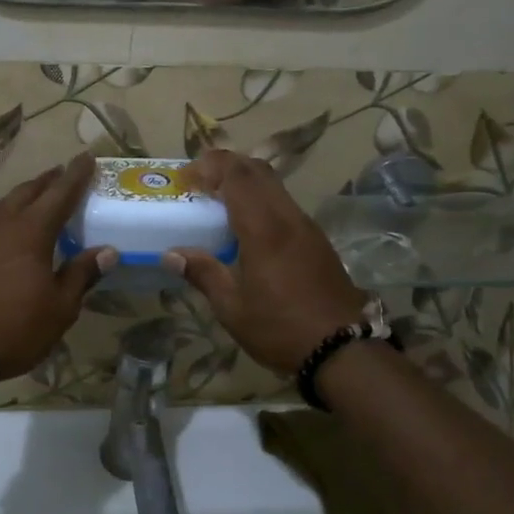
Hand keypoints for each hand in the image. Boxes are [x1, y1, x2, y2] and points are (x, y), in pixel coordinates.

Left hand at [0, 154, 114, 379]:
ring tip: (33, 202)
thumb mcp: (59, 308)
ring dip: (21, 199)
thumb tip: (107, 251)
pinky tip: (0, 233)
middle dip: (48, 181)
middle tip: (62, 174)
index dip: (77, 175)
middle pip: (28, 191)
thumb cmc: (14, 328)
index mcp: (31, 231)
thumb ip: (82, 274)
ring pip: (1, 205)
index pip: (60, 193)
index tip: (88, 157)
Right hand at [163, 149, 366, 375]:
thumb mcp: (232, 308)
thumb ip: (203, 274)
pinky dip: (261, 200)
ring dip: (245, 182)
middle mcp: (287, 217)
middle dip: (226, 166)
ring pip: (274, 185)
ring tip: (218, 203)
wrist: (343, 349)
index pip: (237, 174)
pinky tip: (247, 228)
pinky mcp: (317, 240)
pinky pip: (284, 204)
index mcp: (264, 229)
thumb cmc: (280, 328)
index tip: (186, 178)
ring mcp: (306, 227)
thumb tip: (171, 254)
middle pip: (258, 170)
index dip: (210, 165)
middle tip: (199, 183)